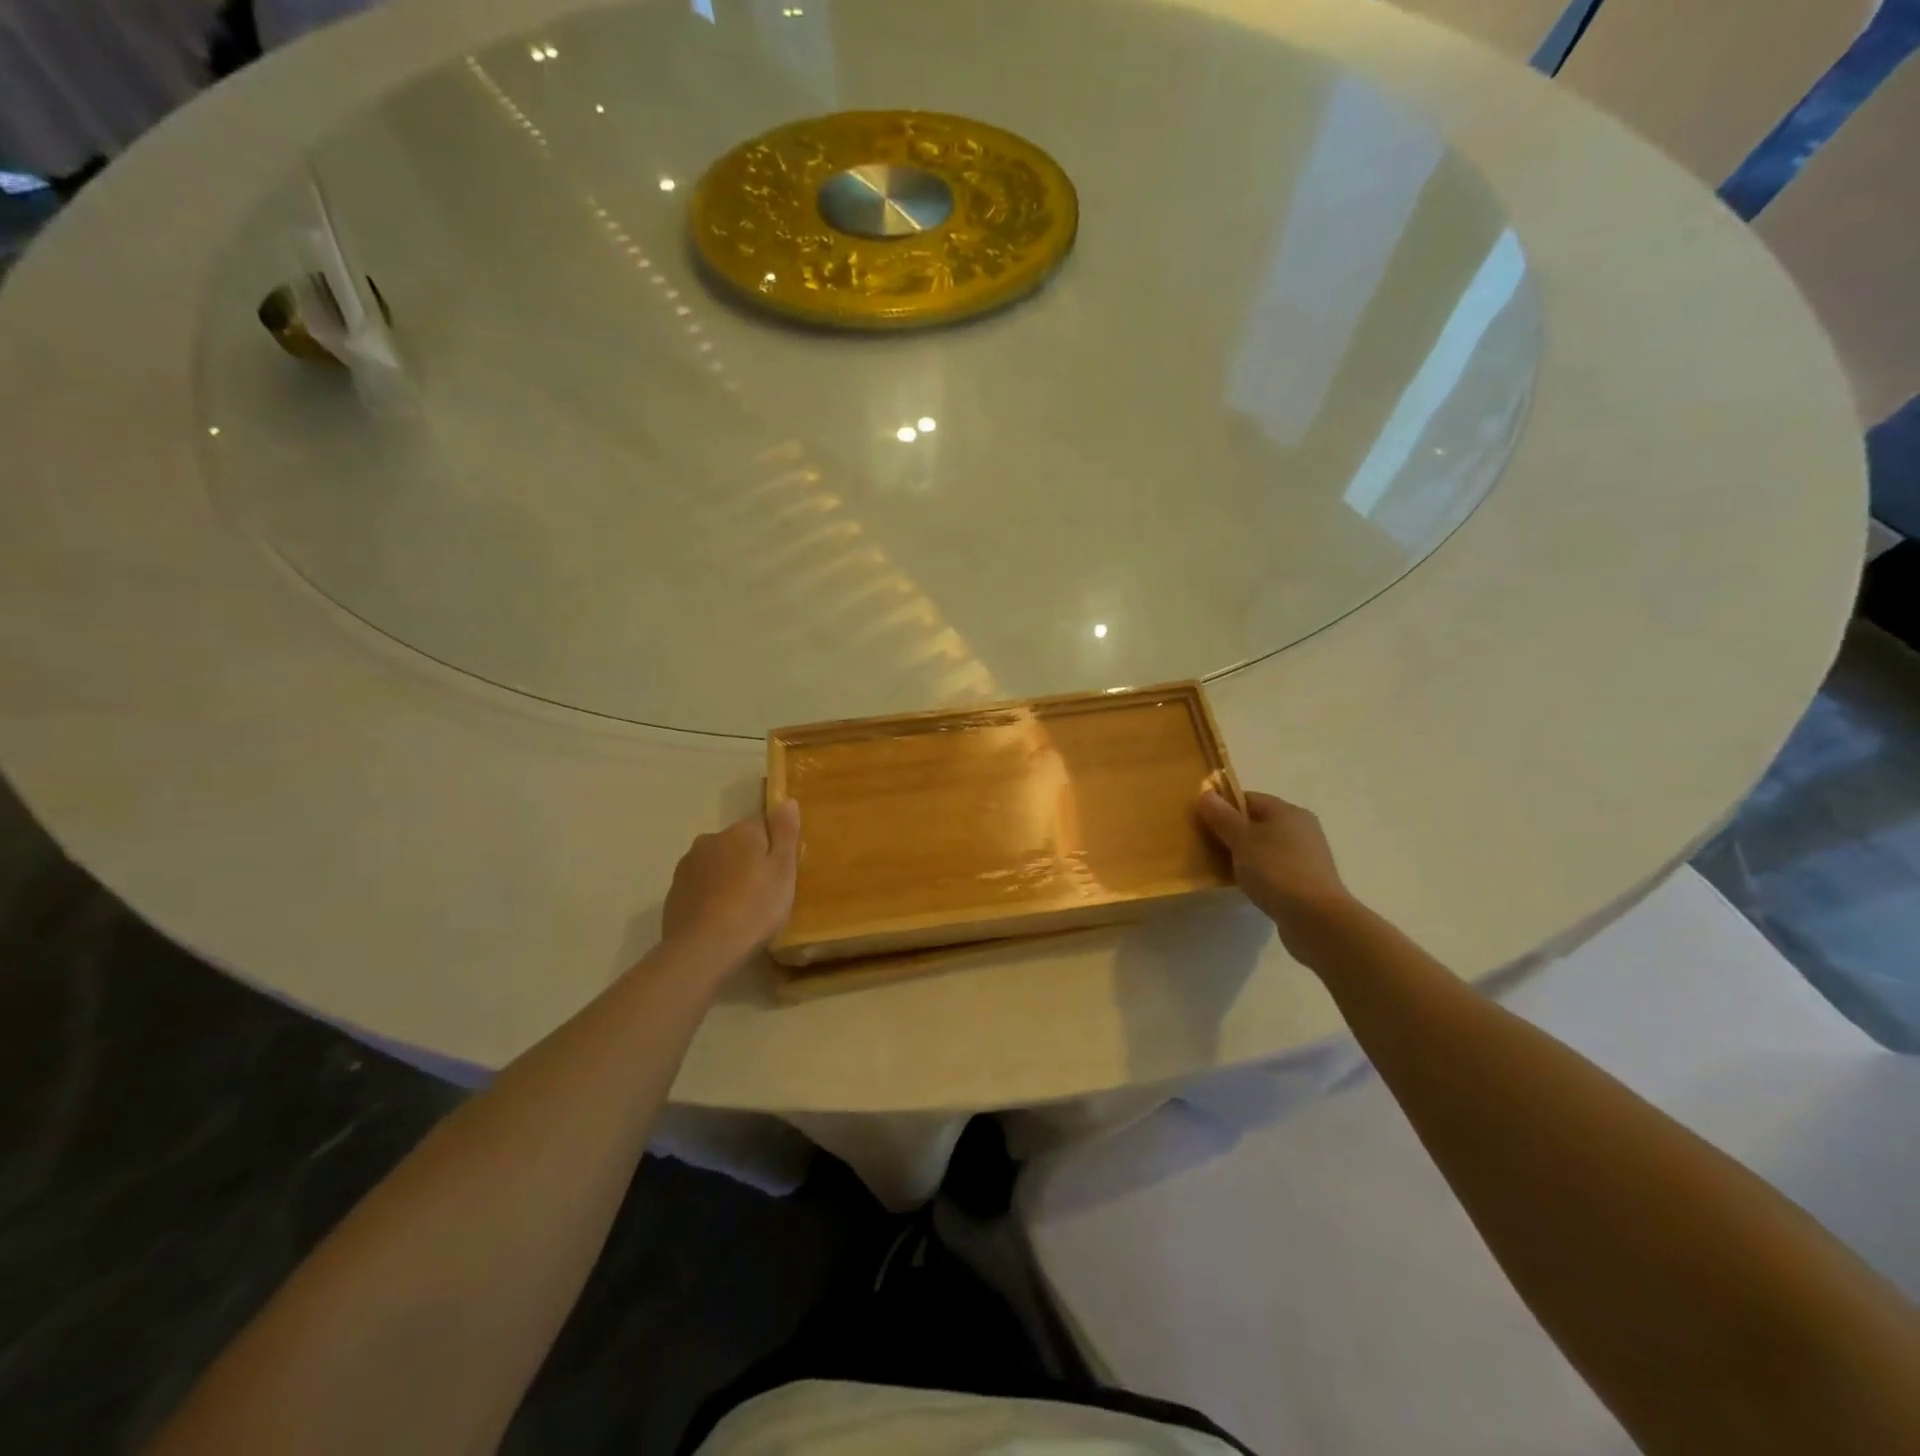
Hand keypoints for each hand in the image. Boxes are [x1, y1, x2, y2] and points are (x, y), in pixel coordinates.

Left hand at [661, 800, 800, 962]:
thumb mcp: (783, 870)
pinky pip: (699, 885)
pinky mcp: (674, 892)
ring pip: (716, 863)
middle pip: (737, 844)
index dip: (773, 846)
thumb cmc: (755, 907)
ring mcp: (688, 865)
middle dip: (748, 860)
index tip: (780, 871)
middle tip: (763, 892)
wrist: (704, 948)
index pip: (762, 825)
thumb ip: (785, 833)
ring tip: (740, 909)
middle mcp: (710, 839)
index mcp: (741, 832)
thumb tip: (787, 801)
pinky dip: (709, 895)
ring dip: (727, 877)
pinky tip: (719, 919)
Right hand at [1196, 789, 1357, 961]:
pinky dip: (1258, 873)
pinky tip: (1244, 885)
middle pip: (1258, 823)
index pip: (1249, 799)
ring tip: (1221, 868)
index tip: (1201, 822)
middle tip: (1206, 845)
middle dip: (1231, 832)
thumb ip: (1222, 816)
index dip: (1223, 807)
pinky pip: (1274, 868)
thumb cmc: (1276, 870)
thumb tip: (1205, 793)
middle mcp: (1301, 829)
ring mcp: (1306, 856)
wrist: (1316, 919)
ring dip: (1244, 855)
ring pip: (1265, 847)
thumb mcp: (1241, 839)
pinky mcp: (1306, 881)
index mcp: (1288, 812)